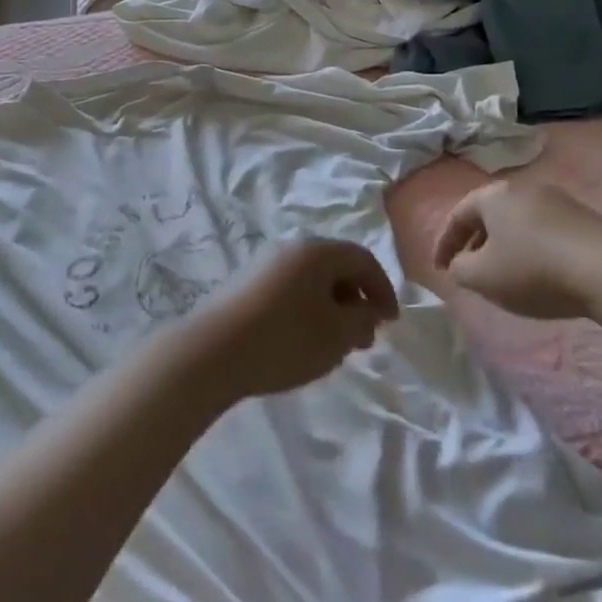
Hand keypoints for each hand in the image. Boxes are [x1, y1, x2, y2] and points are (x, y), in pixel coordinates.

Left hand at [178, 240, 398, 400]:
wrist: (211, 352)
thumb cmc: (284, 339)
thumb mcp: (337, 334)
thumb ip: (362, 320)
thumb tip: (367, 310)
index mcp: (316, 251)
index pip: (362, 259)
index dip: (382, 289)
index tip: (390, 323)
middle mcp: (289, 249)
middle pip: (335, 268)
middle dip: (355, 302)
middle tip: (362, 340)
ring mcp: (262, 266)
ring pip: (310, 283)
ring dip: (330, 310)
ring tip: (333, 348)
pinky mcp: (242, 287)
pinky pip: (288, 293)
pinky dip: (305, 313)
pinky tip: (301, 344)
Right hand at [432, 180, 601, 319]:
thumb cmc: (533, 270)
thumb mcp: (482, 277)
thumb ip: (460, 269)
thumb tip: (461, 264)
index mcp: (494, 196)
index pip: (457, 215)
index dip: (444, 244)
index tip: (440, 269)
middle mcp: (524, 188)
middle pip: (490, 214)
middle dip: (475, 242)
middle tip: (469, 269)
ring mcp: (559, 200)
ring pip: (518, 222)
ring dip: (505, 246)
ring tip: (504, 274)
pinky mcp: (585, 218)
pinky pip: (544, 230)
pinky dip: (532, 249)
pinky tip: (539, 273)